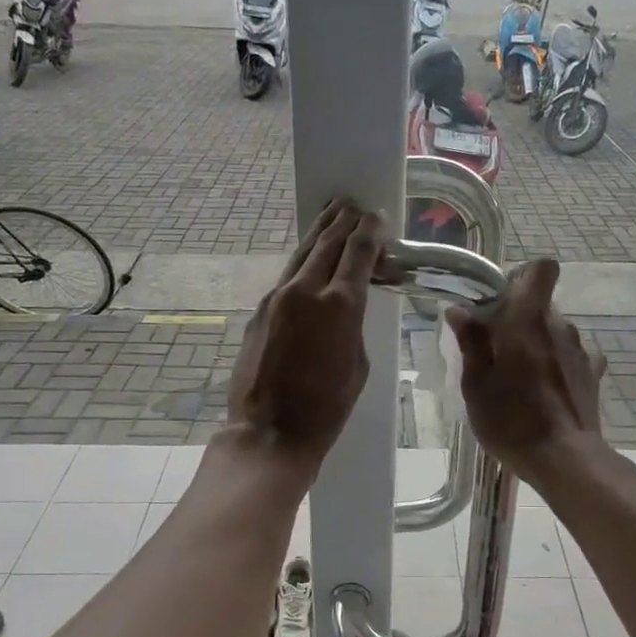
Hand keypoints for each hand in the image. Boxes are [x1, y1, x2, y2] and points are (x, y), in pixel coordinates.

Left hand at [225, 200, 385, 476]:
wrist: (269, 432)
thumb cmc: (326, 409)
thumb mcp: (357, 366)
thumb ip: (353, 326)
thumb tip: (348, 306)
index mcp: (339, 305)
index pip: (358, 253)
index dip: (369, 232)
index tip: (376, 217)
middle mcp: (305, 291)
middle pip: (328, 243)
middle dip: (344, 222)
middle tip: (354, 204)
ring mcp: (276, 298)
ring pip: (302, 254)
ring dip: (320, 232)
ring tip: (332, 213)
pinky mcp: (259, 312)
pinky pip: (286, 278)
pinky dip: (302, 262)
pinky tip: (309, 260)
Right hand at [445, 259, 606, 486]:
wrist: (566, 459)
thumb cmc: (512, 421)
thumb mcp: (476, 385)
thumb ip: (471, 342)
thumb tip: (460, 310)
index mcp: (528, 320)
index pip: (541, 269)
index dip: (522, 277)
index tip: (500, 302)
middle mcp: (560, 326)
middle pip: (541, 305)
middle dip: (518, 319)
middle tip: (494, 350)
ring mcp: (581, 351)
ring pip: (555, 331)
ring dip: (537, 344)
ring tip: (518, 378)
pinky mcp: (593, 375)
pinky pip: (571, 356)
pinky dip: (557, 365)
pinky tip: (545, 390)